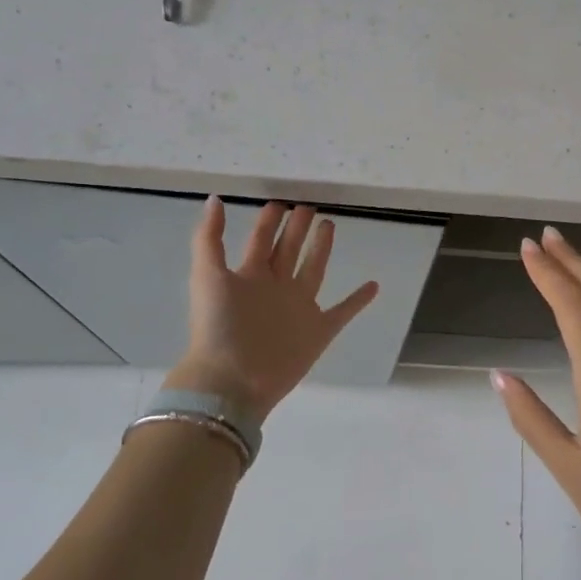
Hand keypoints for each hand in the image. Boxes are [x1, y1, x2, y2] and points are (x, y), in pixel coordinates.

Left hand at [164, 198, 379, 421]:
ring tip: (330, 225)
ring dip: (322, 249)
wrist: (232, 380)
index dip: (270, 220)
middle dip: (298, 228)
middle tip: (309, 206)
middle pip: (289, 250)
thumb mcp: (207, 275)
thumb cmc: (218, 327)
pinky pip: (343, 311)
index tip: (281, 201)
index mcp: (250, 275)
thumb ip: (208, 238)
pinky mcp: (318, 331)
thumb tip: (214, 199)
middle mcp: (275, 287)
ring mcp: (298, 308)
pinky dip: (358, 300)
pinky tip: (373, 286)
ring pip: (313, 271)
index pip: (262, 239)